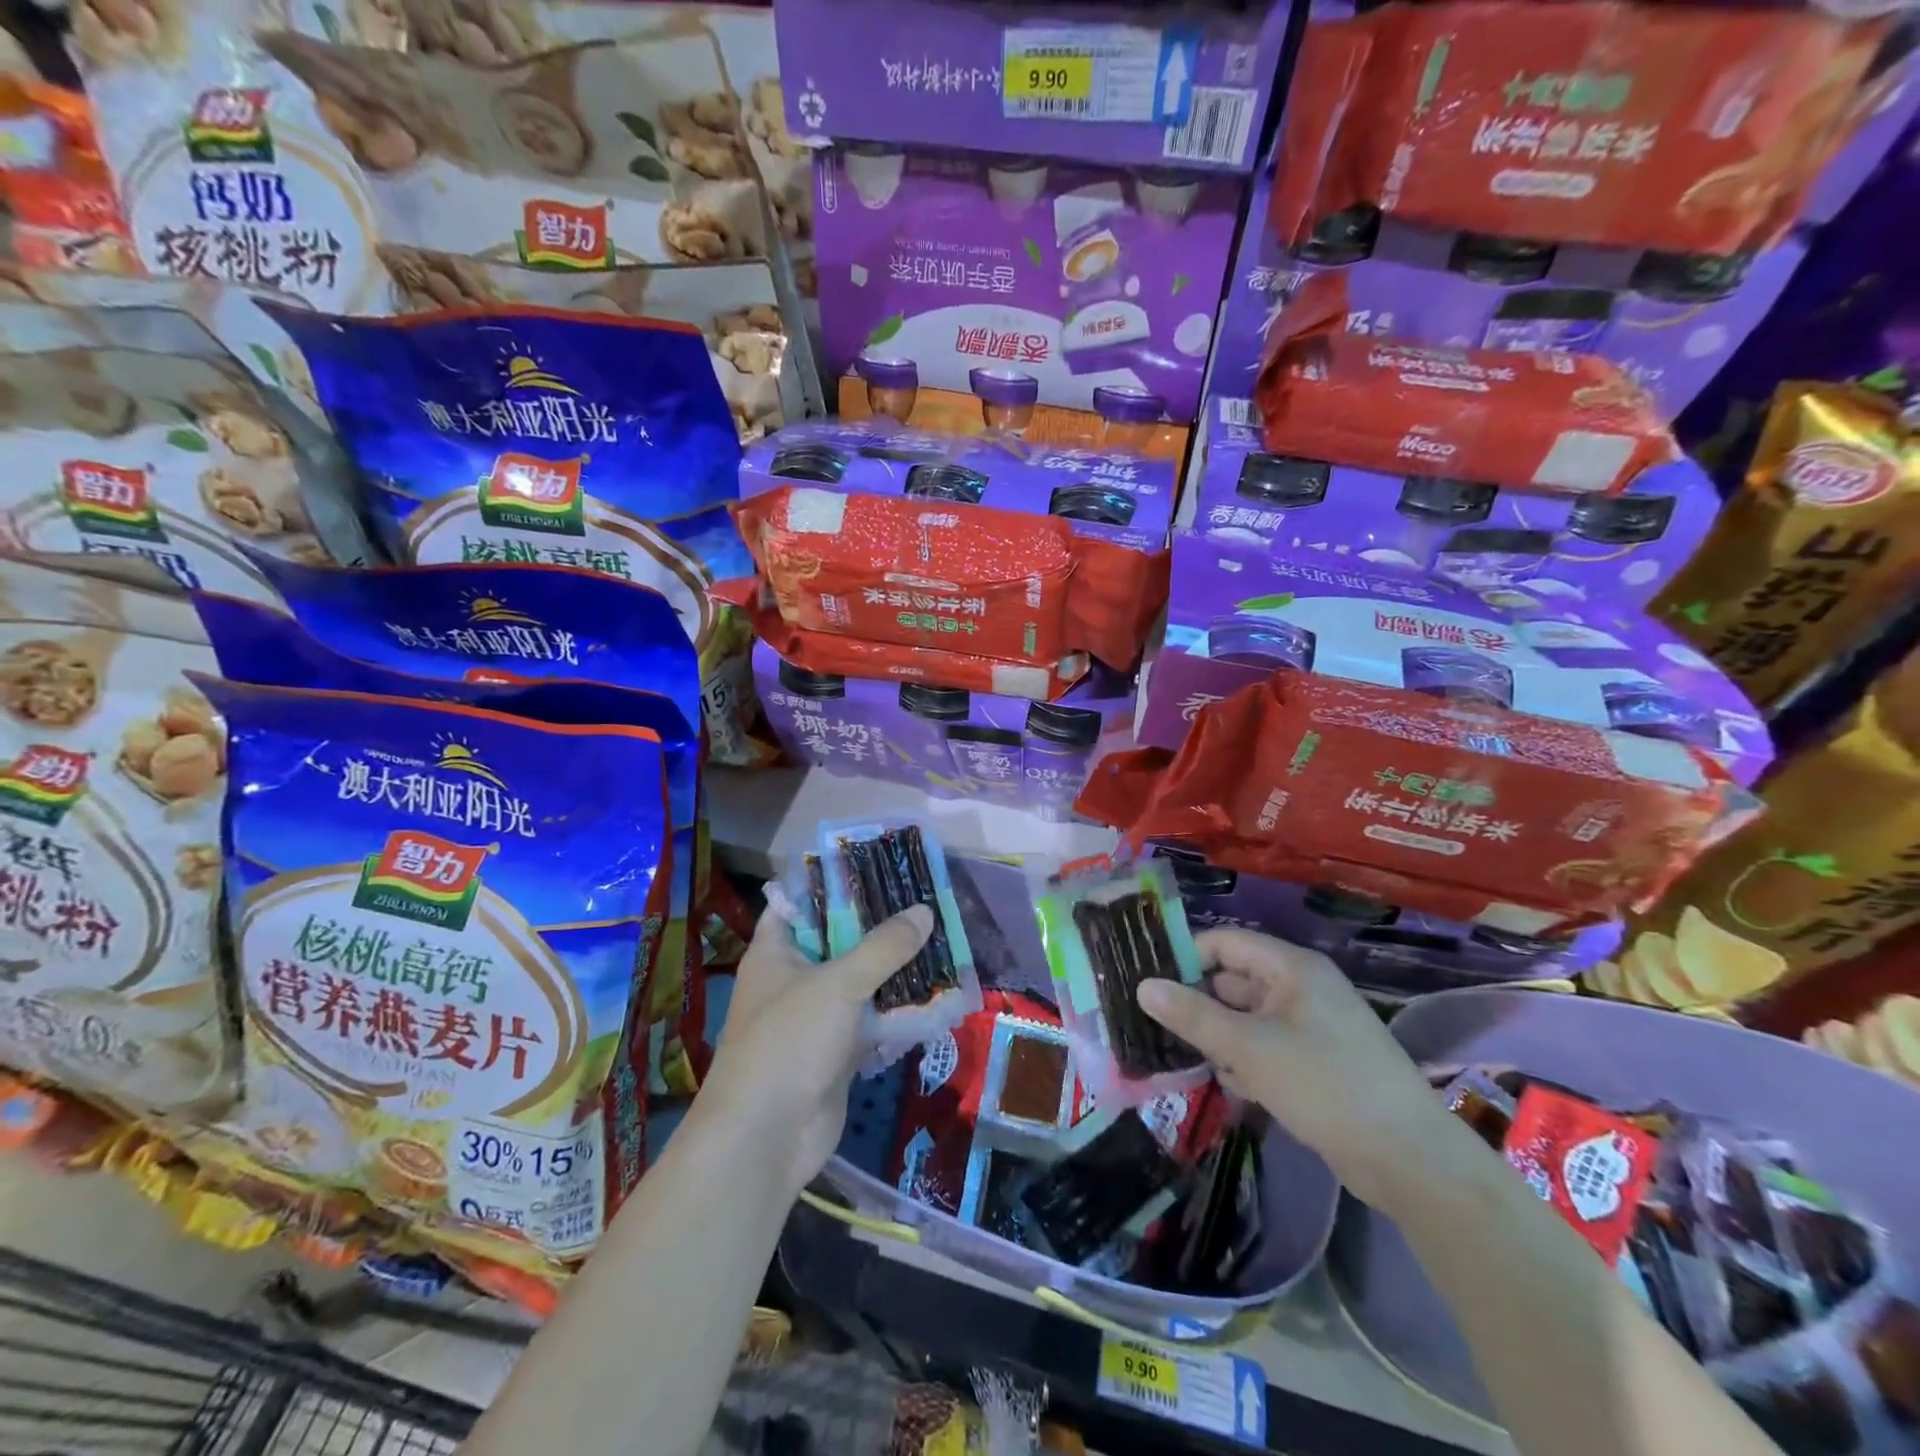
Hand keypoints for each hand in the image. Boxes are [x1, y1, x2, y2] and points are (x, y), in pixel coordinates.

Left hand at [698, 900, 933, 1197]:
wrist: (766, 1139)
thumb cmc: (789, 1042)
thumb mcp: (839, 984)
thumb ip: (883, 947)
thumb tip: (924, 911)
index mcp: (776, 951)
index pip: (800, 902)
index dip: (834, 882)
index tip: (877, 865)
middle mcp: (793, 979)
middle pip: (838, 940)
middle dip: (878, 925)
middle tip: (922, 900)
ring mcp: (815, 1017)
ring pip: (859, 981)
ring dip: (894, 968)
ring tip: (938, 938)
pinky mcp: (836, 1052)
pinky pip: (871, 1020)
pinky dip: (897, 1010)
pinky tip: (935, 993)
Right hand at [1138, 927, 1456, 1213]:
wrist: (1410, 1161)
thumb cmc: (1325, 1085)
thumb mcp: (1249, 1048)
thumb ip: (1193, 1015)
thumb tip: (1143, 986)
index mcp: (1292, 969)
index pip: (1225, 943)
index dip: (1186, 956)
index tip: (1147, 982)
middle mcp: (1301, 989)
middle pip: (1234, 981)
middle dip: (1197, 1003)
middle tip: (1152, 1023)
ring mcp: (1311, 1027)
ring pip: (1246, 1019)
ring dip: (1218, 1037)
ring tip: (1182, 1057)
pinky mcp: (1317, 1063)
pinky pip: (1266, 1048)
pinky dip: (1244, 1061)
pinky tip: (1230, 1087)